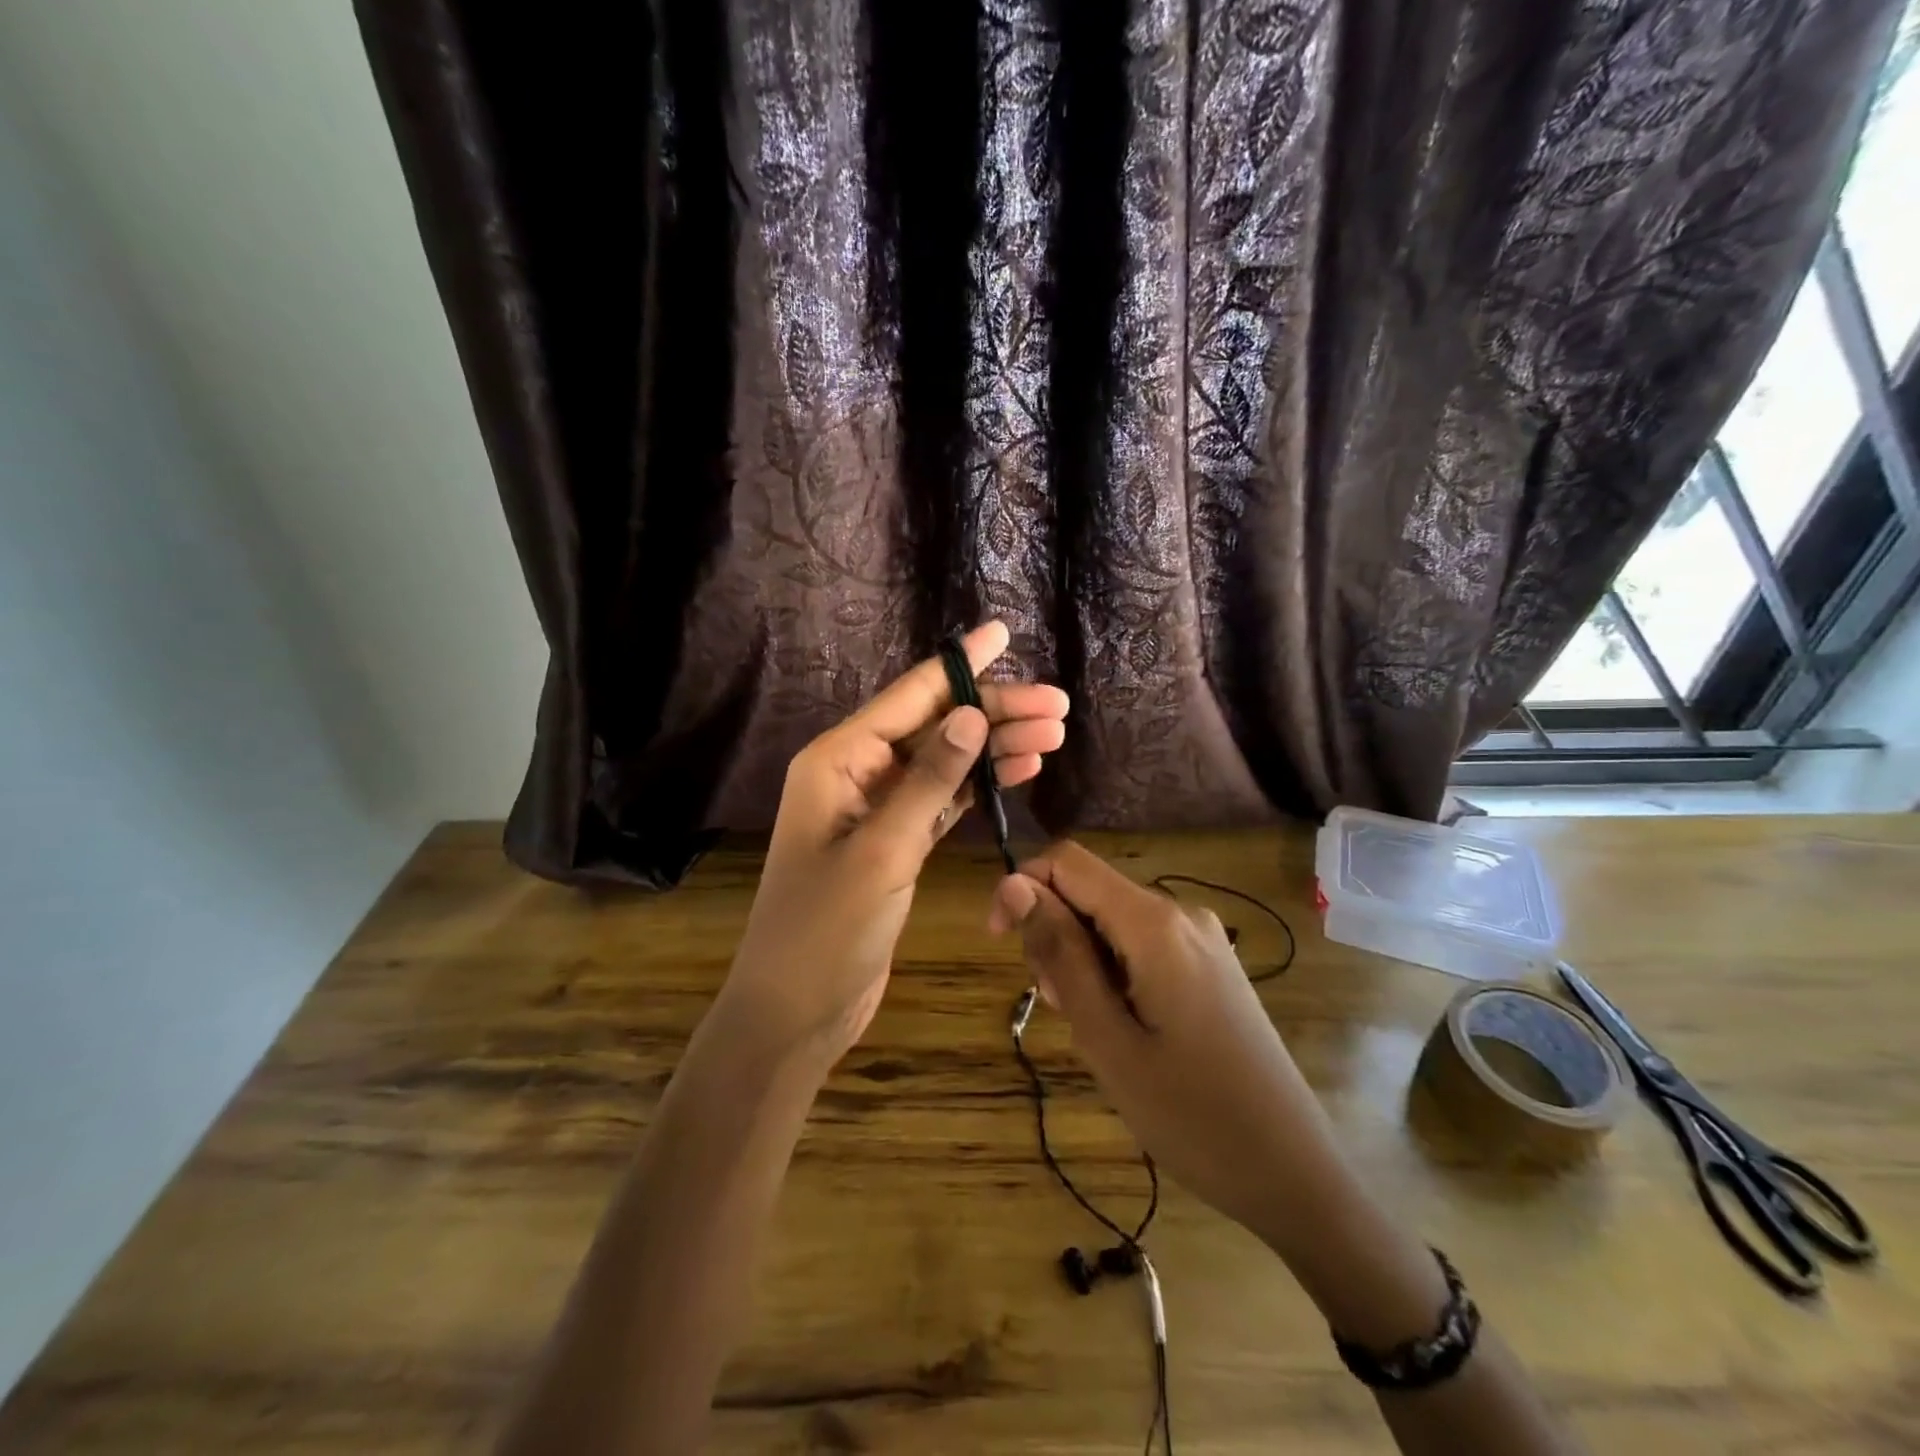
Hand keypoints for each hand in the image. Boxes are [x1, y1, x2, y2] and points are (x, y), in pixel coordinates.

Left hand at [719, 622, 1069, 1068]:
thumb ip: (928, 781)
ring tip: (1053, 735)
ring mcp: (876, 807)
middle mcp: (856, 772)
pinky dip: (980, 784)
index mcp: (838, 759)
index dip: (960, 663)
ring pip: (945, 760)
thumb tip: (972, 716)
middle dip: (994, 712)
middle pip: (935, 726)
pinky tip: (1018, 771)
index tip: (1003, 631)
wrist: (796, 1010)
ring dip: (995, 747)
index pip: (909, 696)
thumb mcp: (881, 851)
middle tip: (1058, 705)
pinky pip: (943, 797)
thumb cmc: (826, 931)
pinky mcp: (895, 841)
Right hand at [987, 841, 1338, 1244]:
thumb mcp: (1106, 1038)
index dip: (1022, 888)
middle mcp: (1181, 913)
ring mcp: (1202, 939)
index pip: (1068, 862)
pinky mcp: (1211, 965)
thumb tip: (1015, 884)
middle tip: (1059, 1009)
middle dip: (1055, 934)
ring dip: (1082, 960)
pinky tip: (1123, 1027)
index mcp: (1154, 923)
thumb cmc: (1190, 1115)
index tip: (1002, 944)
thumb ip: (1060, 952)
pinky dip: (1114, 972)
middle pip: (1091, 891)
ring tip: (1093, 1029)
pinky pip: (1143, 945)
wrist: (1293, 1172)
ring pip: (1113, 921)